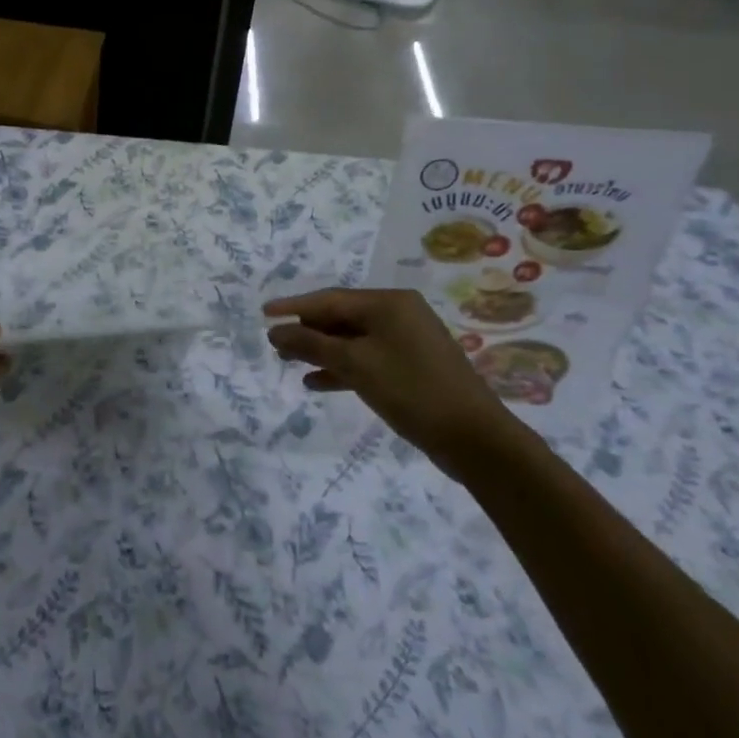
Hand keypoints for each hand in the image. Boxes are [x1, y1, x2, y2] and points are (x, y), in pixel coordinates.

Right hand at [265, 289, 521, 477]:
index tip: (263, 314)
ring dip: (321, 351)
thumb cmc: (411, 390)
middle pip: (341, 317)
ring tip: (290, 364)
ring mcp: (408, 341)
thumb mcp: (354, 364)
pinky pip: (368, 358)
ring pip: (353, 339)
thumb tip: (275, 332)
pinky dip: (343, 368)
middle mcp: (399, 314)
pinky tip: (317, 382)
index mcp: (388, 303)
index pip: (329, 299)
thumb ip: (311, 344)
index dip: (293, 307)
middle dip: (307, 331)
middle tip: (275, 345)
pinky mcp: (412, 367)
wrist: (475, 439)